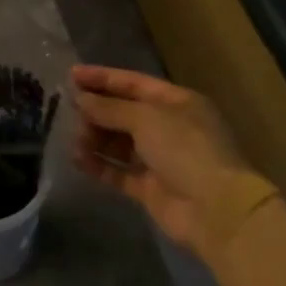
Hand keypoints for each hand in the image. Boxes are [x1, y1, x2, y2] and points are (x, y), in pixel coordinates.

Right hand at [72, 65, 259, 251]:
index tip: (71, 75)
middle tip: (70, 113)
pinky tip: (78, 161)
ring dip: (94, 139)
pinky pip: (118, 171)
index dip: (102, 78)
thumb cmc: (185, 149)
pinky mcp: (150, 188)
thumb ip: (109, 108)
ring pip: (118, 142)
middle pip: (123, 113)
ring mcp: (160, 159)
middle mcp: (168, 127)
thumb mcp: (145, 118)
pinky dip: (98, 165)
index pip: (133, 83)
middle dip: (95, 112)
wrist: (215, 210)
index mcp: (176, 103)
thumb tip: (80, 99)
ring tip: (75, 142)